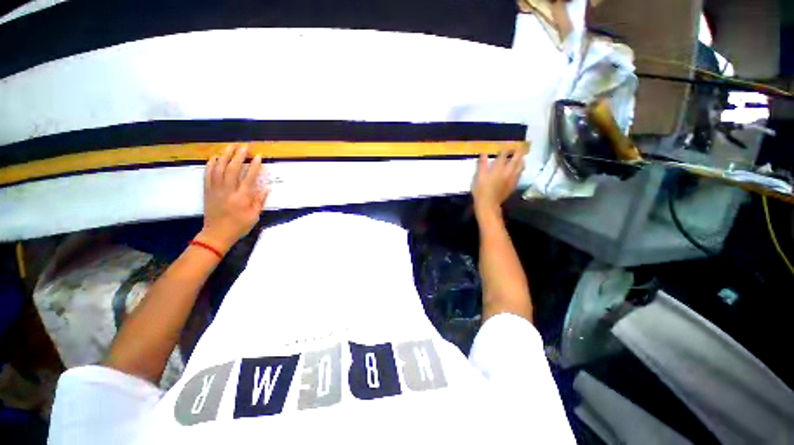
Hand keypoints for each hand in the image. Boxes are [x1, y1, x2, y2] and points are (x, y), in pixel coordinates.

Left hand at [197, 144, 268, 252]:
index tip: (259, 156)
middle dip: (239, 156)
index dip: (254, 166)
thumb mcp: (254, 216)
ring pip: (219, 169)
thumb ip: (259, 201)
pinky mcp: (207, 191)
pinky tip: (215, 157)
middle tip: (245, 146)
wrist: (216, 234)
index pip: (249, 178)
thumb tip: (266, 187)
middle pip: (232, 169)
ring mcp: (215, 190)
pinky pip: (207, 175)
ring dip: (225, 156)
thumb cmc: (239, 226)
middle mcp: (228, 191)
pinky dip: (210, 164)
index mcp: (242, 198)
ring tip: (230, 146)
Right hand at [472, 148, 525, 217]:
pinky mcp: (514, 184)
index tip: (505, 146)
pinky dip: (519, 168)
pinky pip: (520, 173)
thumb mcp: (478, 176)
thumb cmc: (481, 190)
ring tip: (518, 157)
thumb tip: (484, 153)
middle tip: (516, 147)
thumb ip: (482, 164)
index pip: (505, 153)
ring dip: (520, 159)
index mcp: (499, 167)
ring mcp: (513, 178)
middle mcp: (508, 171)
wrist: (488, 204)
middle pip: (517, 157)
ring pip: (521, 165)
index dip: (505, 148)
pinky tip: (516, 170)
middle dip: (518, 150)